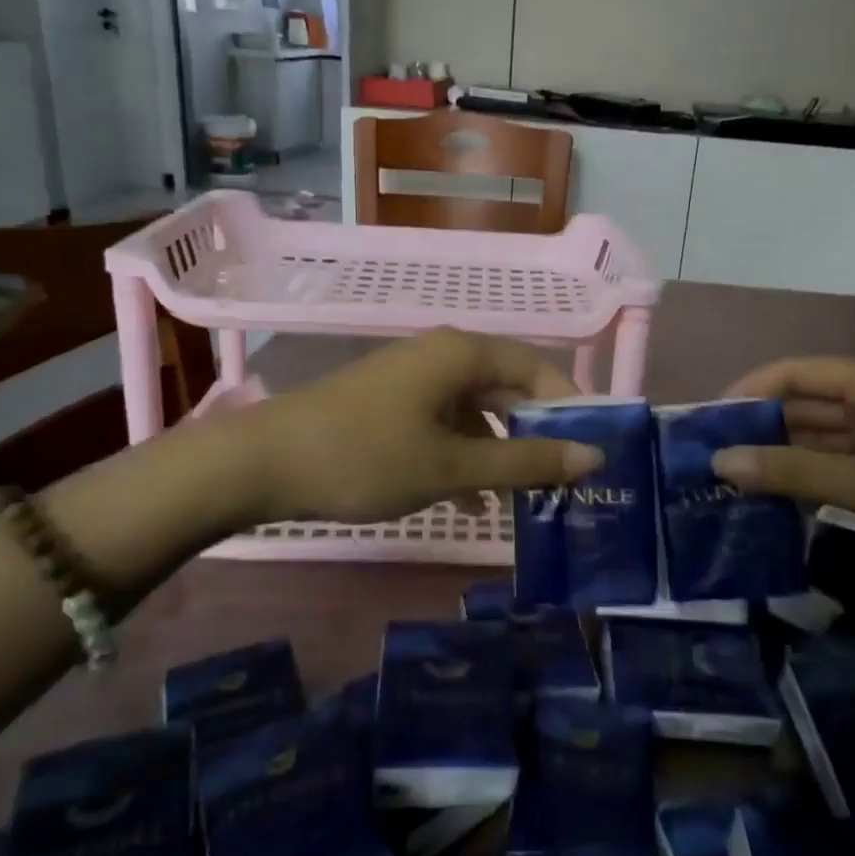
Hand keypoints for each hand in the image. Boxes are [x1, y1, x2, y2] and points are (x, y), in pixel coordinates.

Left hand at [242, 330, 603, 524]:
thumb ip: (524, 463)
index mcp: (462, 353)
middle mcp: (442, 356)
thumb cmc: (365, 456)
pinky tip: (474, 501)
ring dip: (501, 453)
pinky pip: (446, 425)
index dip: (570, 408)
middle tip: (565, 482)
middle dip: (537, 436)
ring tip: (525, 501)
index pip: (538, 369)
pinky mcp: (392, 406)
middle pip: (509, 389)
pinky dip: (466, 457)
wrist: (262, 464)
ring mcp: (414, 381)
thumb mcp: (452, 466)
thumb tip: (592, 458)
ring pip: (478, 412)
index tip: (591, 453)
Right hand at [711, 356, 854, 582]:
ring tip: (736, 484)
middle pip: (805, 405)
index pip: (792, 373)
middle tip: (711, 462)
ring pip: (824, 441)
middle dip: (760, 428)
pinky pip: (845, 469)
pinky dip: (814, 482)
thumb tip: (720, 462)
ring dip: (785, 458)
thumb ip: (793, 472)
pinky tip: (784, 504)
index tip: (705, 425)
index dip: (746, 393)